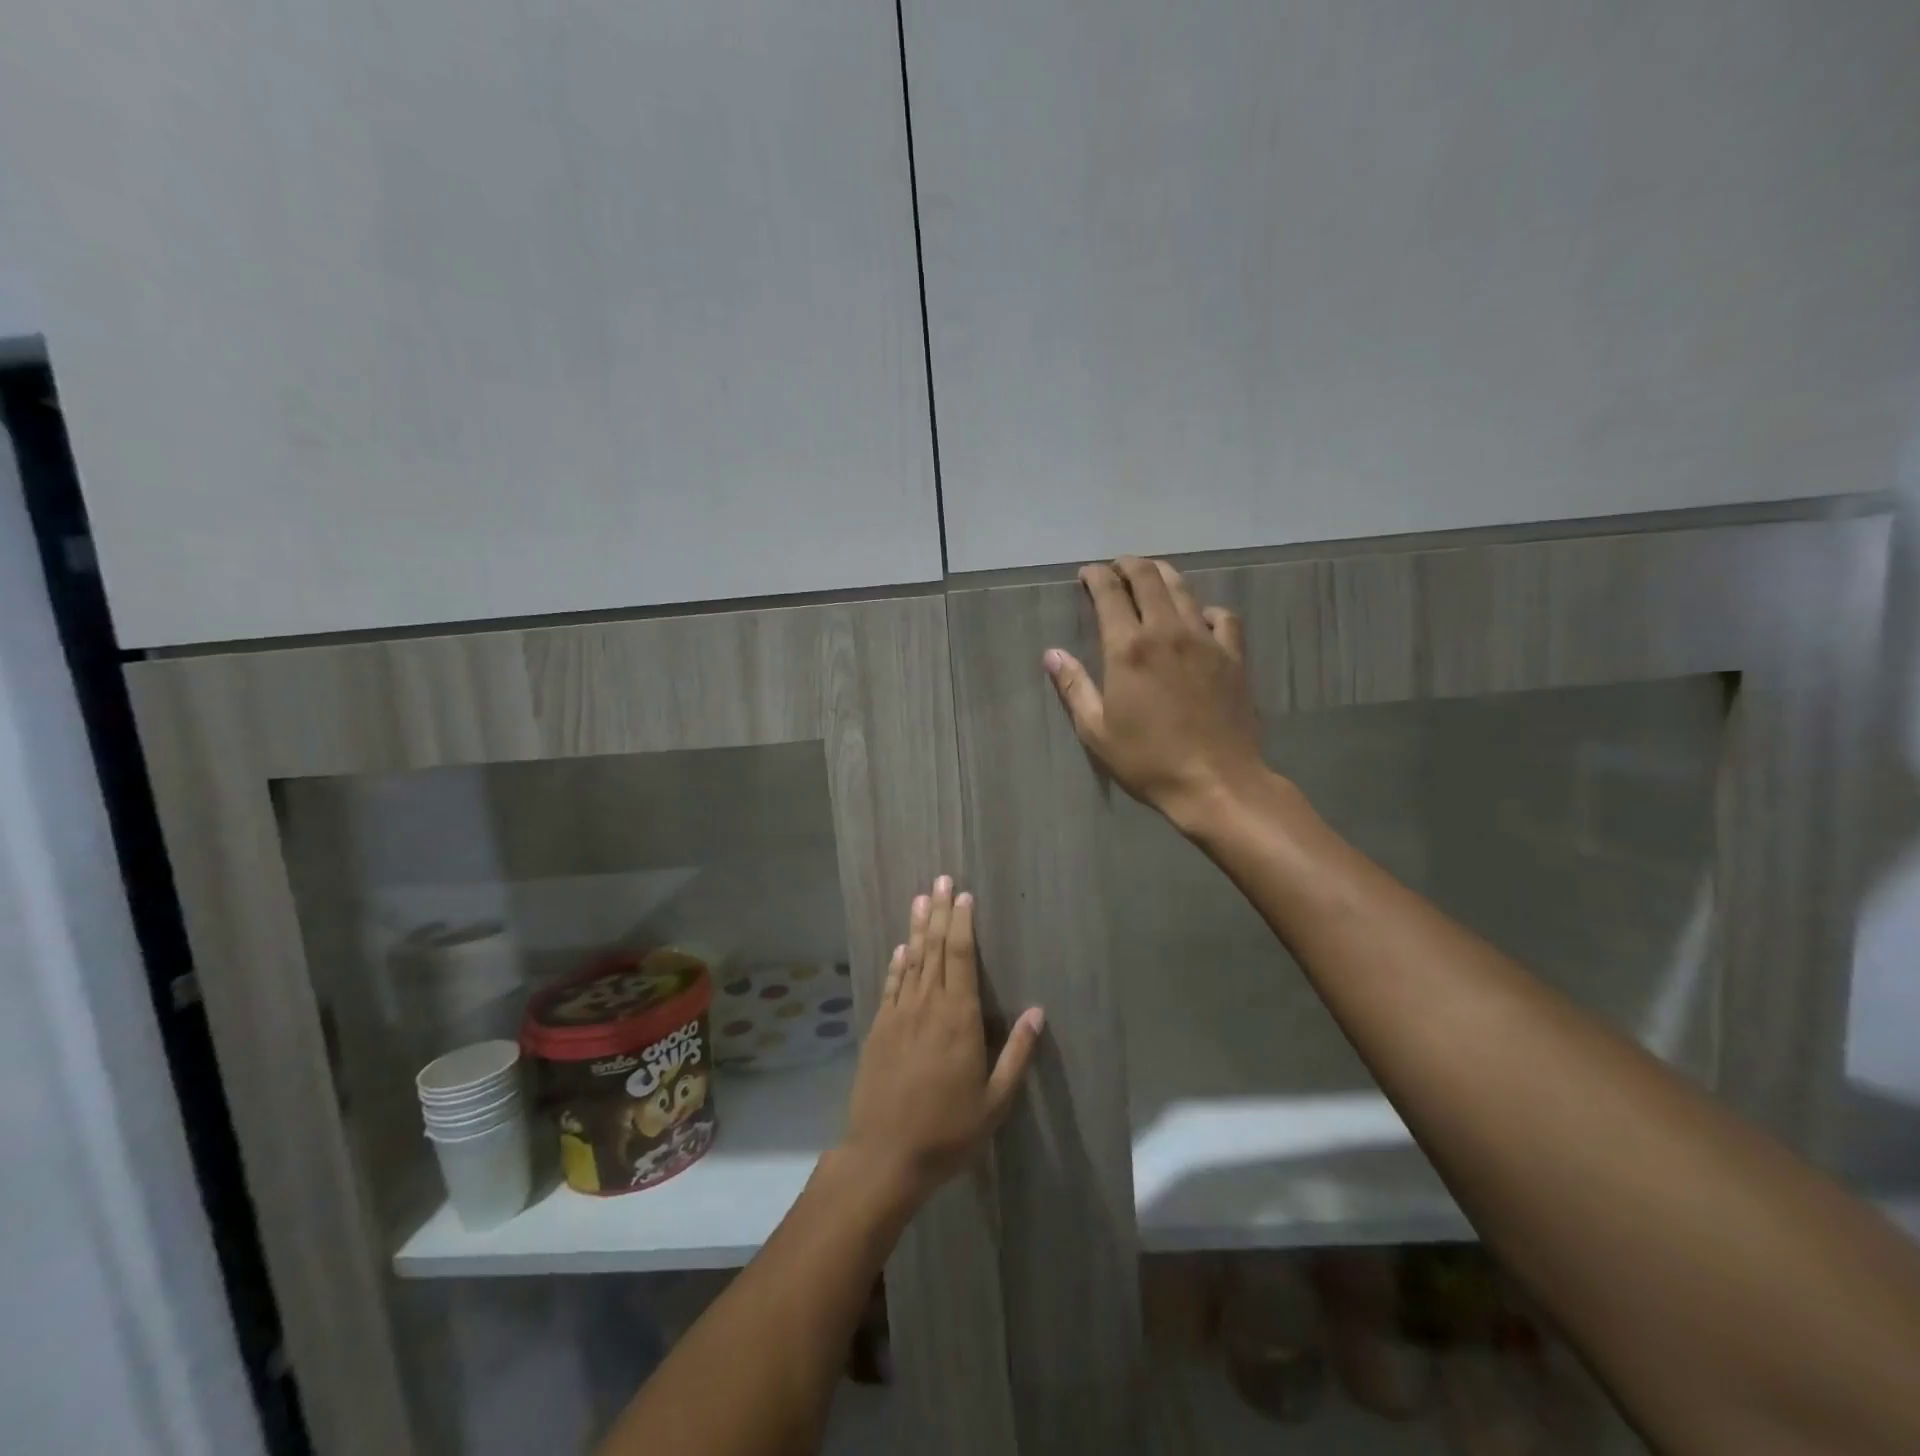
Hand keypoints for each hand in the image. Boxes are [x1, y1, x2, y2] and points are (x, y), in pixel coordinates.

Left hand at [844, 878, 1044, 1205]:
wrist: (885, 1155)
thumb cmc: (948, 1131)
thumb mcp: (996, 1101)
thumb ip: (1016, 1054)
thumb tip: (1037, 1012)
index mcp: (959, 1019)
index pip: (961, 958)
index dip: (962, 924)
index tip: (963, 896)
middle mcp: (928, 1007)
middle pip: (934, 949)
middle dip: (939, 913)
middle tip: (940, 879)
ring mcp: (899, 1016)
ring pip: (911, 961)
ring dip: (917, 928)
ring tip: (920, 898)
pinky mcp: (879, 1029)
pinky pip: (891, 986)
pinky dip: (897, 963)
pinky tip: (902, 947)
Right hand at [1045, 556, 1267, 831]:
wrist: (1217, 782)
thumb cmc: (1148, 760)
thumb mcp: (1097, 731)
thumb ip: (1073, 687)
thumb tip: (1051, 654)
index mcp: (1128, 649)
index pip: (1109, 594)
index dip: (1096, 576)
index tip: (1087, 574)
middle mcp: (1166, 632)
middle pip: (1148, 579)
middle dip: (1128, 565)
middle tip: (1117, 567)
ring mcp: (1204, 641)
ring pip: (1184, 590)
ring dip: (1163, 575)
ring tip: (1151, 575)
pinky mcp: (1233, 656)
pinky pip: (1222, 617)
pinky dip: (1205, 609)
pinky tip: (1198, 618)